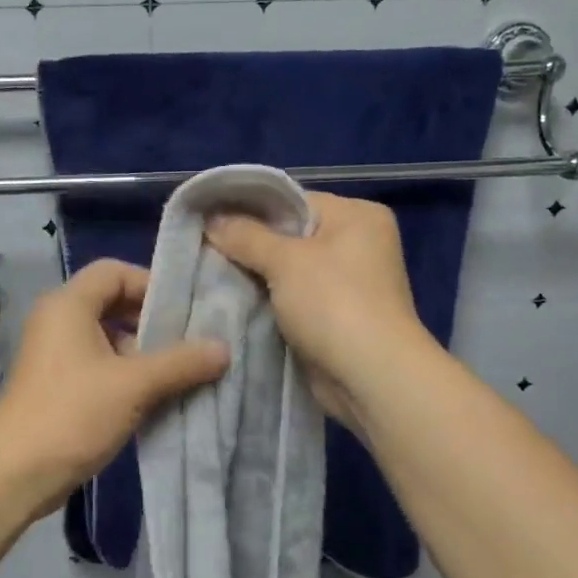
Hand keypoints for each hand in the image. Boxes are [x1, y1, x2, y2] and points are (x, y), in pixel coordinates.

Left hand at [0, 259, 228, 517]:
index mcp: (69, 305)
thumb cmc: (73, 414)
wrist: (15, 473)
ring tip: (179, 373)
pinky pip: (99, 364)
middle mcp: (58, 320)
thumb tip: (224, 348)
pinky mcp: (57, 384)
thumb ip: (181, 362)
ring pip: (108, 337)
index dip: (151, 284)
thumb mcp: (134, 384)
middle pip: (113, 302)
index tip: (185, 312)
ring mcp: (55, 354)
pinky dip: (126, 373)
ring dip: (142, 352)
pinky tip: (154, 396)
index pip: (115, 271)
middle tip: (189, 342)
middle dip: (152, 321)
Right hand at [206, 192, 430, 428]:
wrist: (370, 376)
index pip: (294, 201)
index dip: (251, 210)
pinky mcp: (338, 316)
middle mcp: (359, 243)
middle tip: (207, 249)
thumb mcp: (285, 261)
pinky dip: (271, 301)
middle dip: (251, 246)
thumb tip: (210, 217)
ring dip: (258, 277)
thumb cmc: (333, 303)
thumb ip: (245, 236)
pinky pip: (295, 298)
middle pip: (291, 235)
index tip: (210, 219)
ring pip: (290, 270)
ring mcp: (350, 283)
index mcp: (357, 216)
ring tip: (214, 275)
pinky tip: (237, 302)